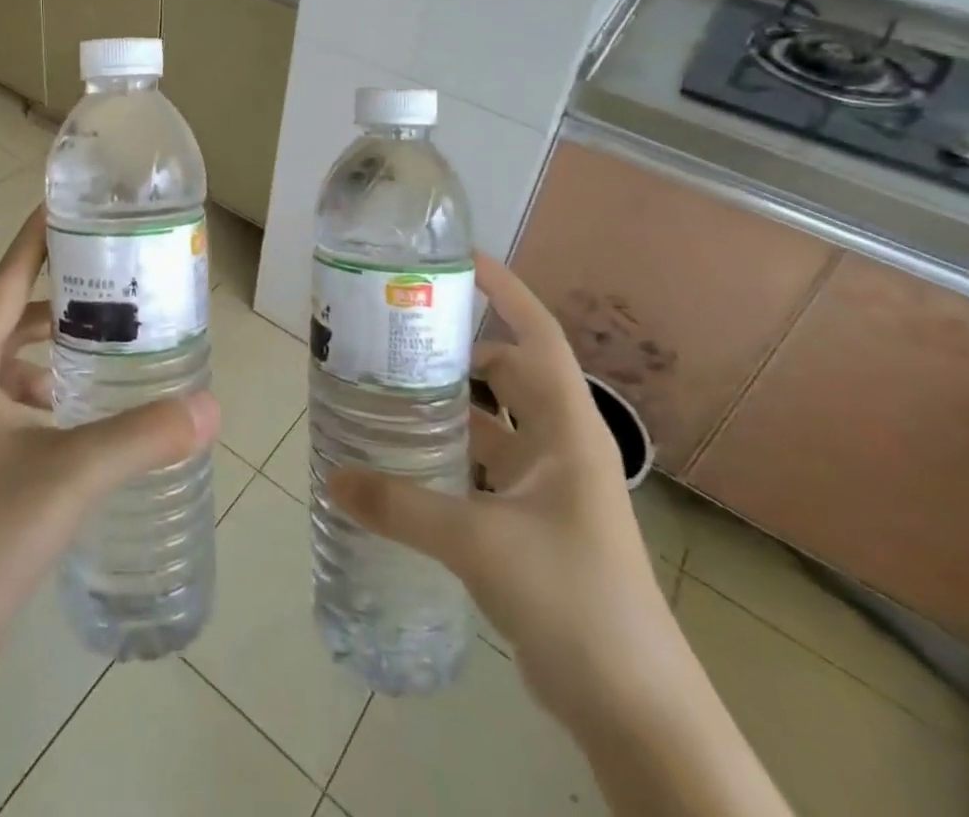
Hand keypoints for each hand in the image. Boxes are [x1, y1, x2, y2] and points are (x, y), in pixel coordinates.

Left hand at [0, 204, 220, 689]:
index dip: (33, 242)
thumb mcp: (72, 476)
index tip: (65, 206)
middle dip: (55, 297)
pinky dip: (40, 394)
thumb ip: (144, 436)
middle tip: (111, 279)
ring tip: (105, 342)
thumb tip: (212, 407)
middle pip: (5, 320)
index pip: (3, 284)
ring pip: (5, 367)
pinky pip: (2, 404)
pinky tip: (78, 414)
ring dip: (49, 350)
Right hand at [328, 252, 672, 724]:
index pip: (537, 335)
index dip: (505, 291)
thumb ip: (401, 507)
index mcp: (566, 428)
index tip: (459, 259)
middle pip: (508, 373)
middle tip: (398, 334)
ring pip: (494, 424)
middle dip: (459, 348)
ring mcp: (551, 486)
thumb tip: (333, 478)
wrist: (634, 708)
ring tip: (389, 391)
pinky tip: (407, 462)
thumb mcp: (479, 543)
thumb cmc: (573, 600)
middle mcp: (561, 445)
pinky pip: (486, 468)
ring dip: (451, 406)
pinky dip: (451, 456)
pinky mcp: (535, 523)